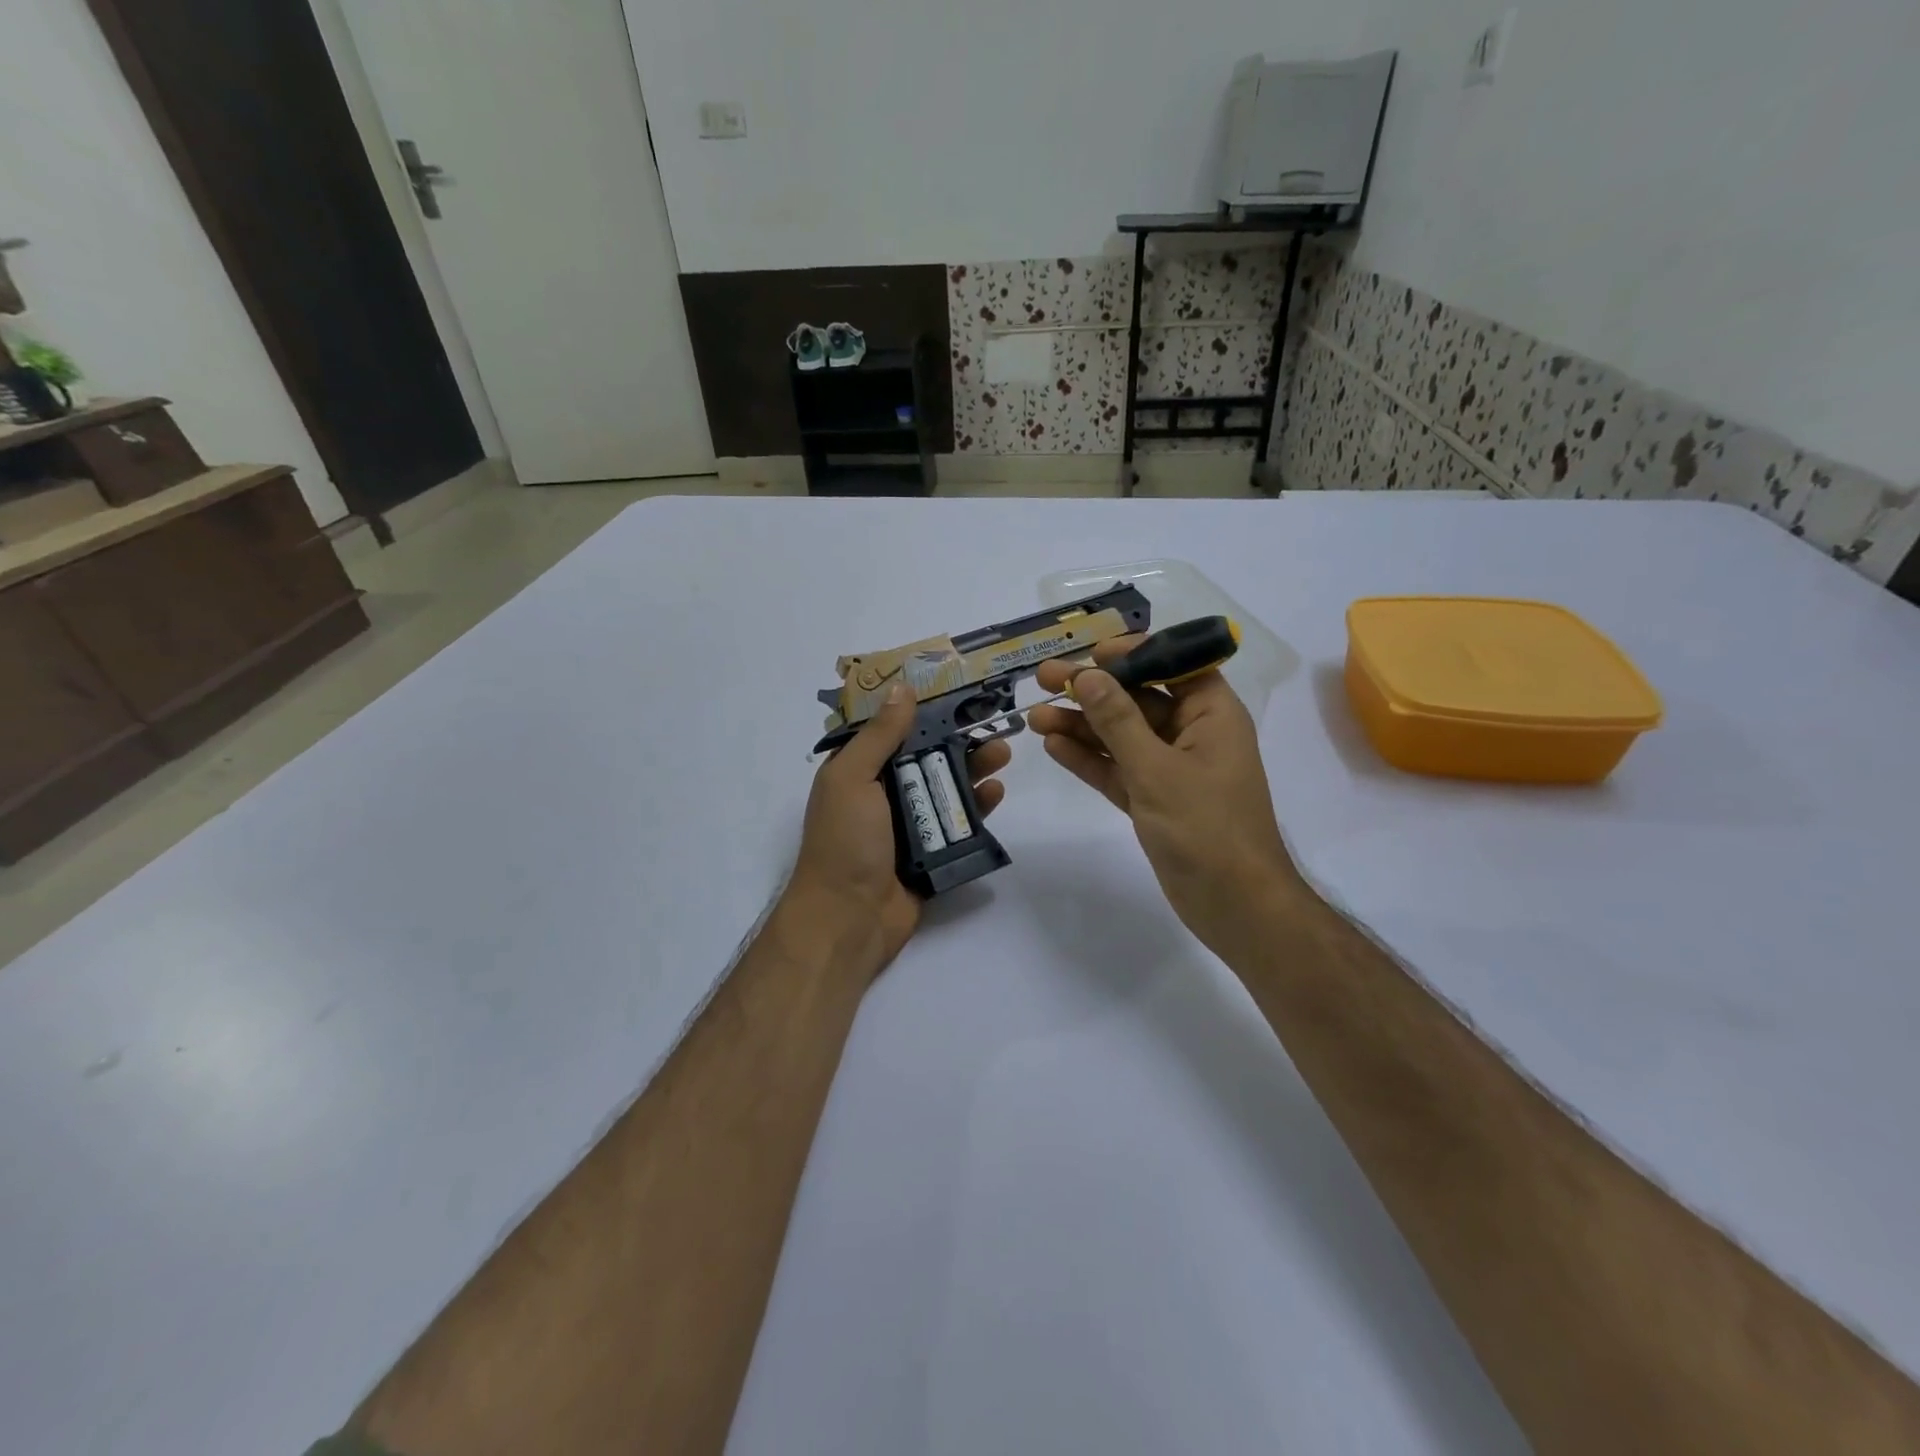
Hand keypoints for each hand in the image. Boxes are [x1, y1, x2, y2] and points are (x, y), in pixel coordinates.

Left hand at [782, 683, 1011, 982]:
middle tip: (993, 727)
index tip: (958, 694)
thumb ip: (879, 735)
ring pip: (946, 790)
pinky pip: (957, 826)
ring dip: (973, 771)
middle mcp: (883, 795)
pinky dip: (977, 809)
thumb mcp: (853, 778)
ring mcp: (908, 826)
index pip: (894, 732)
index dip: (924, 712)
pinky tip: (996, 794)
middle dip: (959, 742)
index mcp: (859, 772)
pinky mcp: (931, 854)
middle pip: (927, 759)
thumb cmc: (844, 841)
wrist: (848, 919)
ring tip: (1002, 756)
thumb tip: (902, 688)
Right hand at [1030, 638, 1299, 959]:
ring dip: (1081, 726)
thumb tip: (1088, 676)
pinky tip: (1054, 746)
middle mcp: (1192, 734)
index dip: (1131, 653)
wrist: (1234, 905)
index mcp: (1212, 714)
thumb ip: (1118, 721)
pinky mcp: (1154, 800)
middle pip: (1137, 700)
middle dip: (1092, 691)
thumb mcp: (1156, 769)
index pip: (1173, 664)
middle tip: (1044, 679)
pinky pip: (1118, 769)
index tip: (1090, 653)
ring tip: (1035, 717)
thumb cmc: (1206, 827)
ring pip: (1121, 736)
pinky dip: (1089, 759)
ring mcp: (1171, 769)